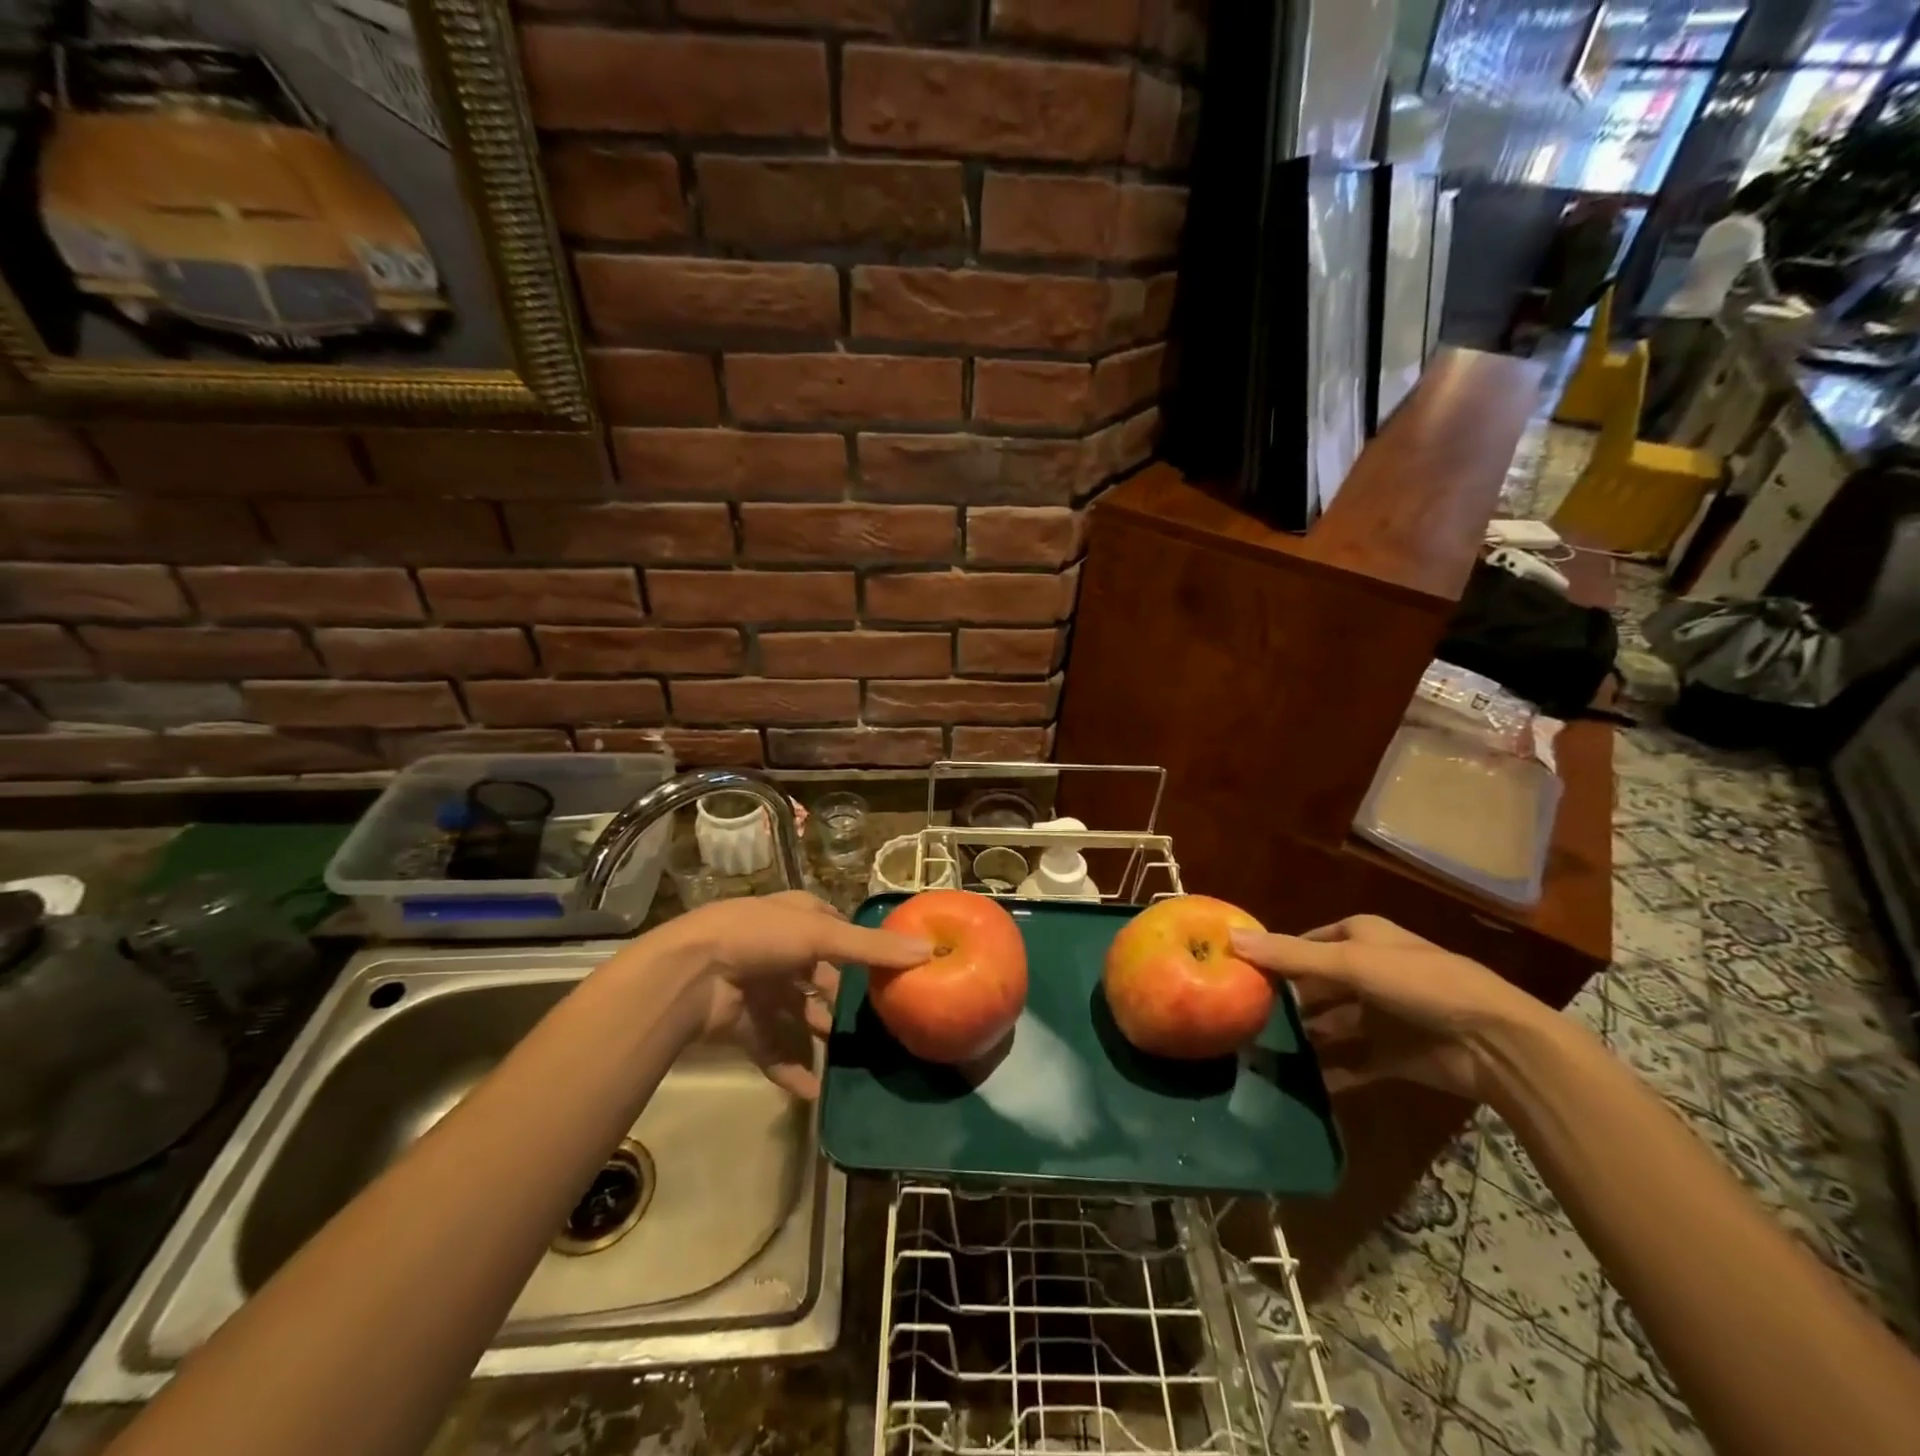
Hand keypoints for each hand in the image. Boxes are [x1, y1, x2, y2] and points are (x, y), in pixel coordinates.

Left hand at [652, 891, 930, 1098]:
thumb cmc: (760, 938)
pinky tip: (815, 1093)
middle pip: (817, 977)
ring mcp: (758, 988)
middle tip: (875, 1023)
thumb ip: (873, 948)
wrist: (690, 975)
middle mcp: (778, 949)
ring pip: (797, 1016)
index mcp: (795, 918)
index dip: (859, 946)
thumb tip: (929, 950)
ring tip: (851, 1062)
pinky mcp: (742, 1024)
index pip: (833, 928)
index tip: (889, 969)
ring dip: (818, 1037)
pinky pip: (774, 1050)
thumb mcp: (822, 935)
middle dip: (840, 1000)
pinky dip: (792, 1070)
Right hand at [1230, 915, 1547, 1100]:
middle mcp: (1368, 972)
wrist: (1497, 1044)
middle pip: (1314, 986)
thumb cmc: (1420, 984)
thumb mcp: (1351, 962)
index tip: (1235, 974)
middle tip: (1240, 1019)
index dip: (1274, 957)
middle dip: (1284, 1002)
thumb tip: (1230, 939)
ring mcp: (1380, 1016)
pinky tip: (1296, 1083)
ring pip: (1329, 1025)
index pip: (1304, 943)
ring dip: (1302, 1038)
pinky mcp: (1391, 1055)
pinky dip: (1327, 1072)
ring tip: (1259, 1053)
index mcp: (1360, 938)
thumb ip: (1290, 956)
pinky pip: (1350, 1063)